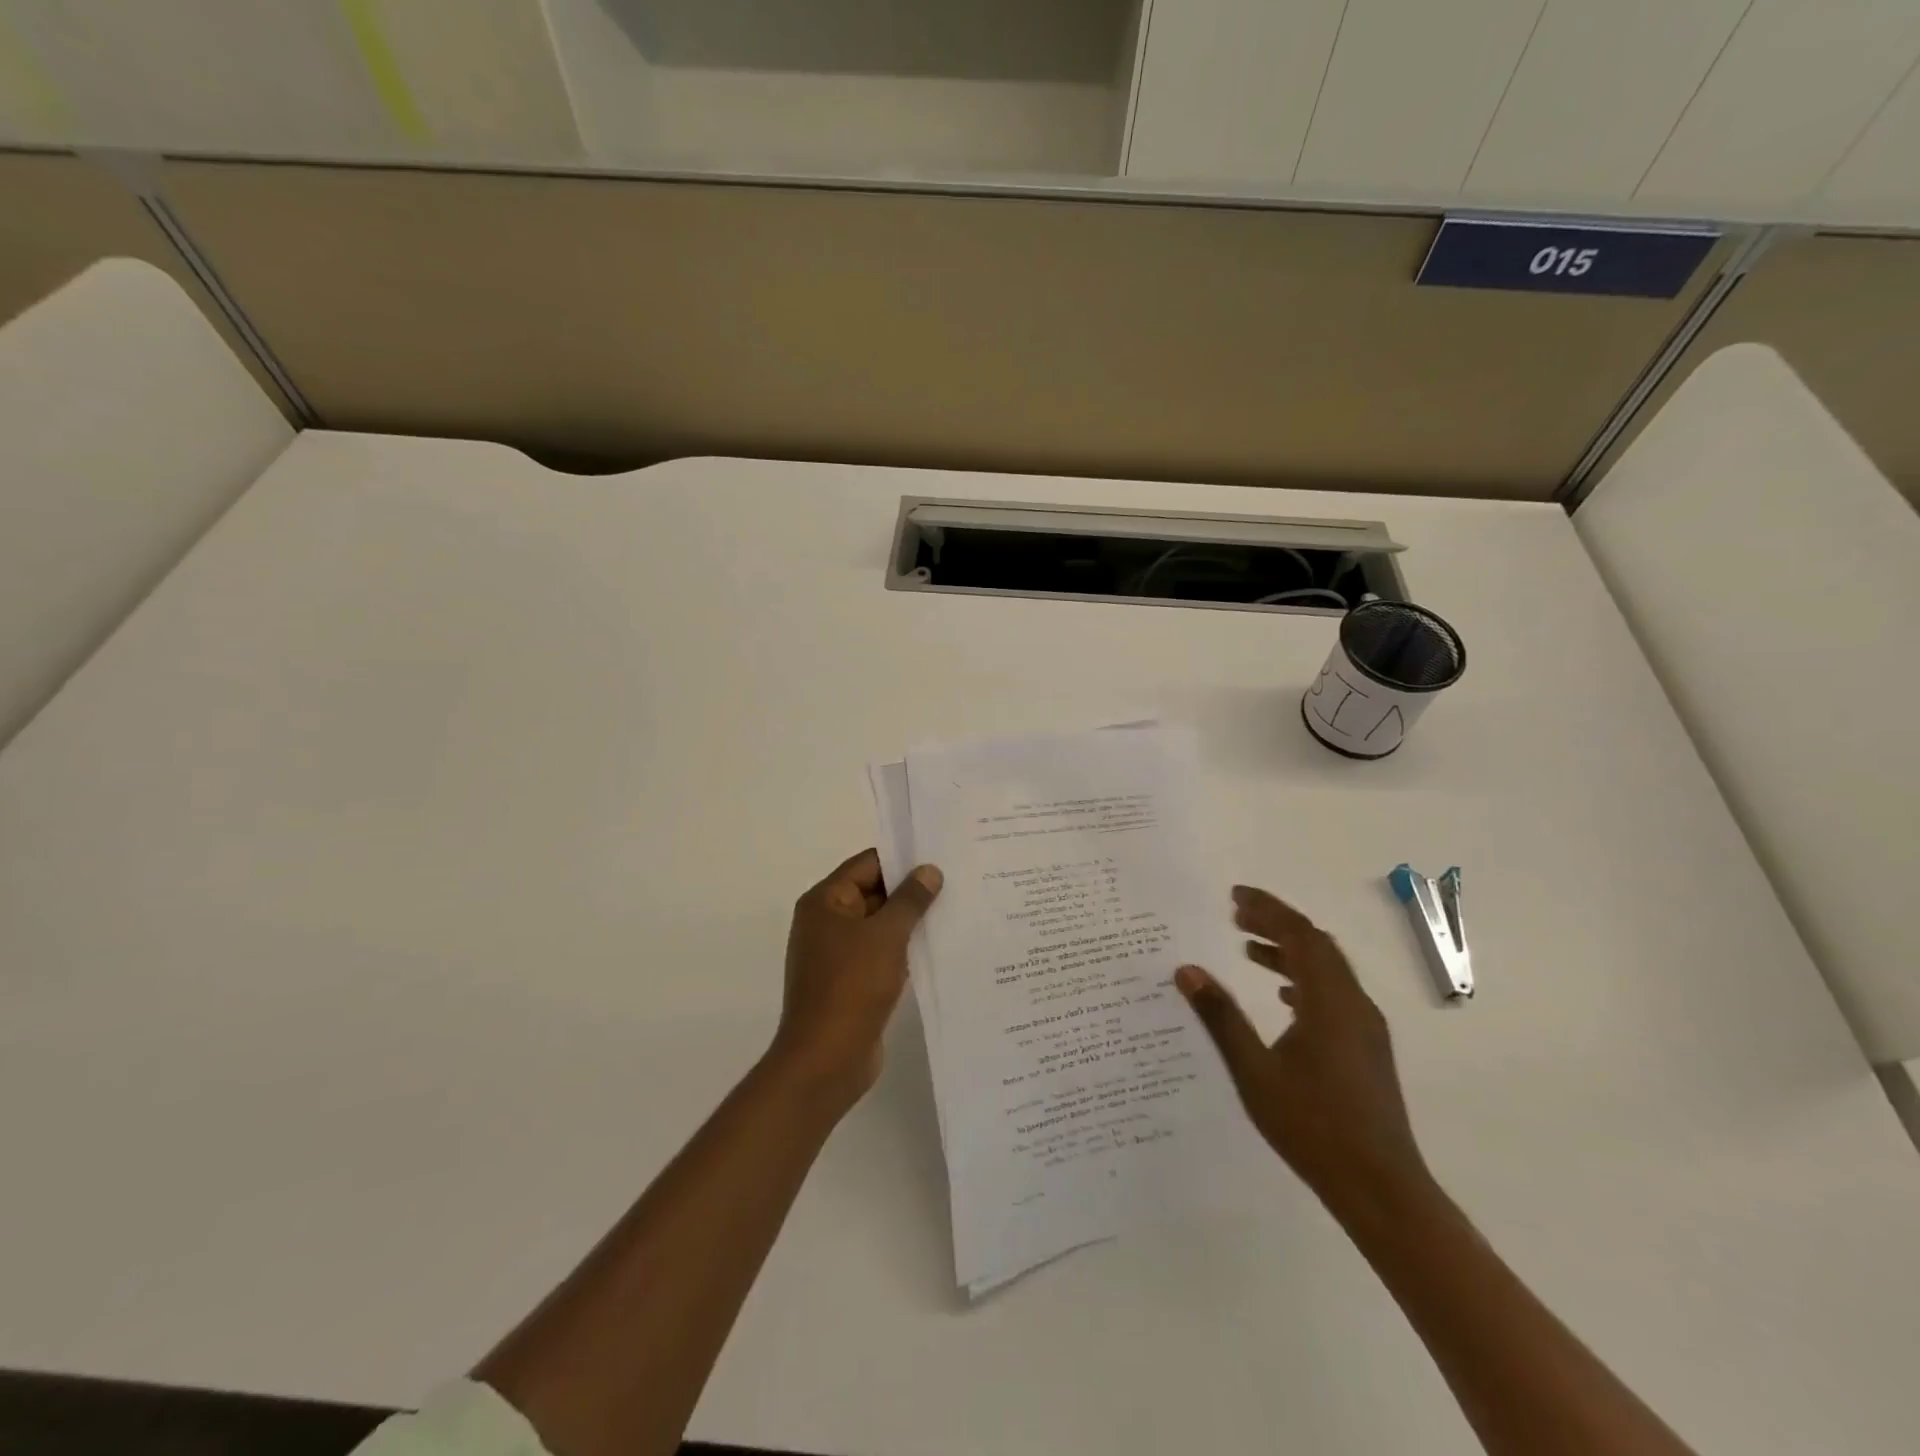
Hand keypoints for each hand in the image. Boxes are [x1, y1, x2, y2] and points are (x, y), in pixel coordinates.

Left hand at [771, 848, 941, 1107]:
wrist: (826, 1059)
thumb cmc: (852, 986)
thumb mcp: (886, 935)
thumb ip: (910, 900)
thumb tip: (929, 870)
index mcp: (825, 902)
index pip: (867, 864)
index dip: (902, 858)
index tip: (940, 855)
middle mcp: (827, 922)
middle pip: (874, 892)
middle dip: (912, 890)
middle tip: (957, 880)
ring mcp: (838, 954)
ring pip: (880, 925)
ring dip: (911, 921)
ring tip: (955, 910)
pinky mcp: (851, 981)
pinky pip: (881, 953)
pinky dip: (905, 948)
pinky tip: (939, 947)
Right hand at [1176, 885, 1429, 1211]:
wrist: (1382, 1189)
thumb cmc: (1313, 1126)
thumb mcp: (1254, 1071)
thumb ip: (1220, 1016)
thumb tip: (1186, 970)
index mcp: (1329, 1001)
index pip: (1299, 935)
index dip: (1267, 909)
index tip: (1234, 896)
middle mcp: (1354, 1004)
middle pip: (1317, 945)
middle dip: (1277, 924)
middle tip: (1236, 915)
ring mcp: (1366, 1027)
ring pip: (1328, 970)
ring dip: (1290, 951)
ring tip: (1249, 950)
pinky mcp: (1368, 1048)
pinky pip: (1335, 993)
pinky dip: (1305, 979)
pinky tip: (1283, 997)